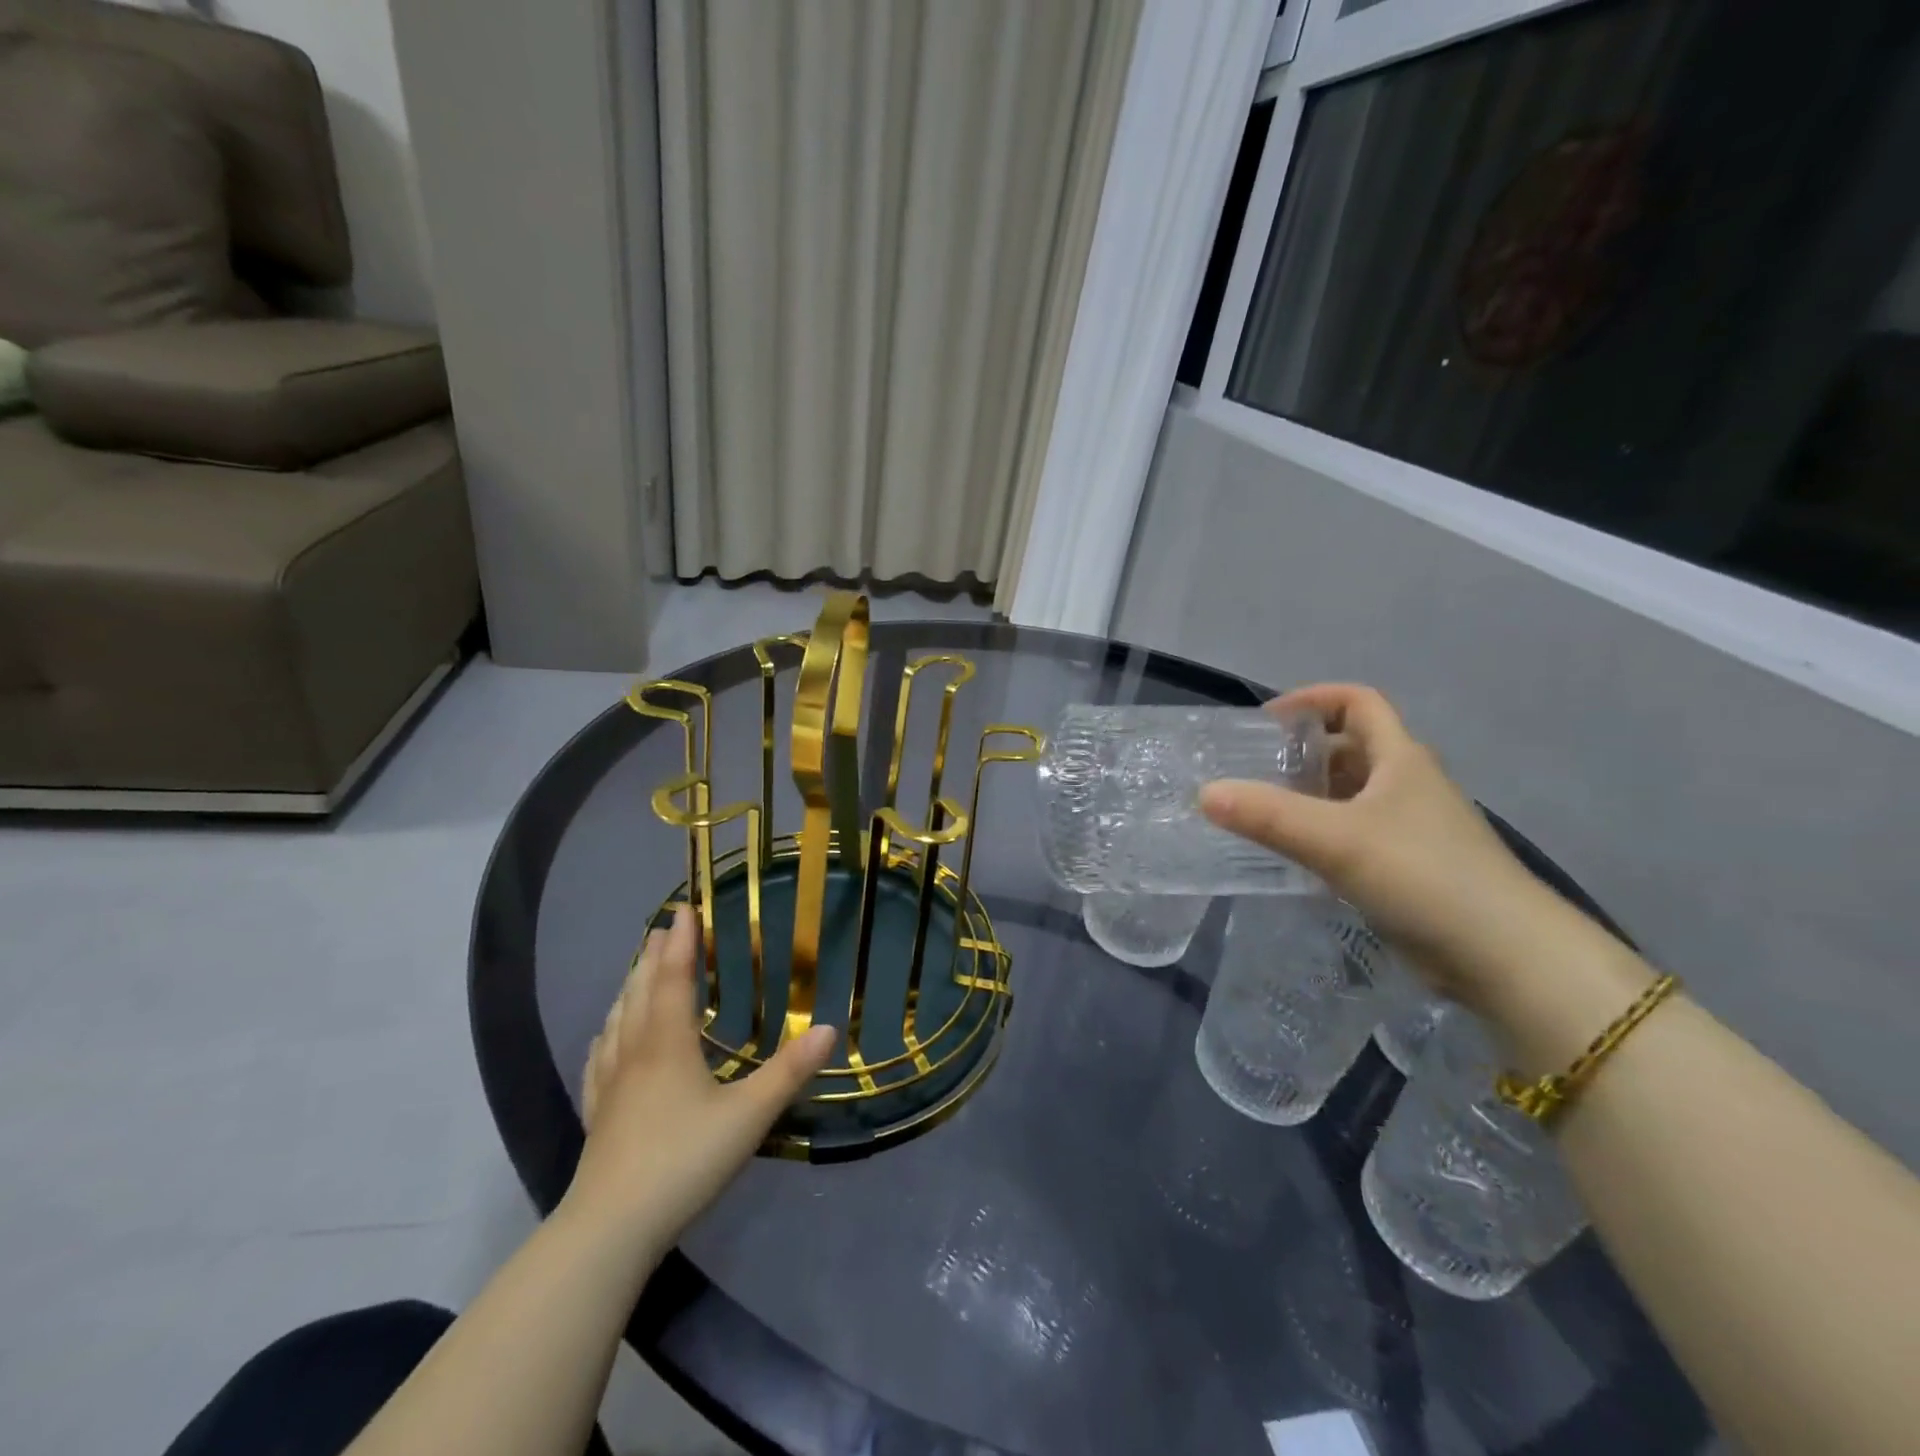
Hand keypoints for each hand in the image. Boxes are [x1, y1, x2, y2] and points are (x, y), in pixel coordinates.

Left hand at [569, 906, 835, 1248]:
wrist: (611, 1228)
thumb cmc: (684, 1161)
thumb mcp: (749, 1116)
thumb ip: (789, 1072)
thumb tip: (829, 1028)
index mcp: (667, 1044)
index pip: (672, 978)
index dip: (679, 942)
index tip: (683, 910)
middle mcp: (634, 1052)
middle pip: (640, 991)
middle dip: (652, 956)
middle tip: (662, 929)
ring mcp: (609, 1084)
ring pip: (617, 1020)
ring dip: (629, 987)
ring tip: (637, 971)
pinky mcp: (596, 1113)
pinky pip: (599, 1058)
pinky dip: (606, 1034)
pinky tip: (604, 1039)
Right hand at [1199, 684, 1590, 1006]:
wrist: (1506, 957)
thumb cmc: (1424, 876)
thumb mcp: (1337, 839)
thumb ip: (1268, 815)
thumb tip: (1204, 793)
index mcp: (1400, 758)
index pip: (1358, 701)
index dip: (1312, 699)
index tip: (1266, 722)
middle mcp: (1408, 784)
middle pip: (1351, 748)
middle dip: (1302, 753)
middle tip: (1251, 772)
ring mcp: (1413, 829)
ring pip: (1352, 795)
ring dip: (1309, 796)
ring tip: (1261, 813)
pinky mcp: (1410, 868)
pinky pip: (1355, 835)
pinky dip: (1322, 835)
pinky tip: (1294, 858)